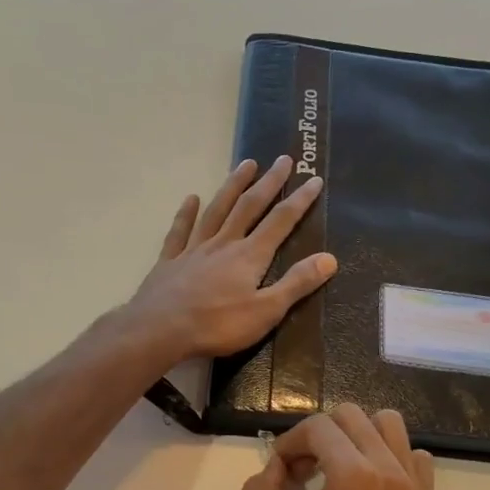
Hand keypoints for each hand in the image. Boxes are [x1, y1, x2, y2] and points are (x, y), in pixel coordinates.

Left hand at [128, 156, 336, 361]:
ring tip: (246, 164)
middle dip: (269, 182)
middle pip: (249, 206)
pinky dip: (186, 213)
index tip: (314, 179)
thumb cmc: (217, 325)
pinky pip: (180, 230)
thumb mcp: (266, 311)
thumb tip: (330, 258)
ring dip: (233, 186)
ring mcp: (194, 249)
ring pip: (217, 210)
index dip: (299, 200)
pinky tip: (191, 198)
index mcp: (249, 256)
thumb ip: (297, 283)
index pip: (280, 221)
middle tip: (283, 159)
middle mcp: (223, 243)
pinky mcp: (170, 261)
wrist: (160, 330)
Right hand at [242, 405, 436, 489]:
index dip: (290, 442)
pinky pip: (415, 457)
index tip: (280, 471)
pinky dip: (390, 458)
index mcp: (353, 476)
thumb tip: (273, 469)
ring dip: (357, 436)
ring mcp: (415, 486)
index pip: (318, 426)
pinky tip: (371, 488)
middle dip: (320, 435)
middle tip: (304, 471)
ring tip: (338, 470)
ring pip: (389, 426)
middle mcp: (389, 470)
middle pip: (352, 416)